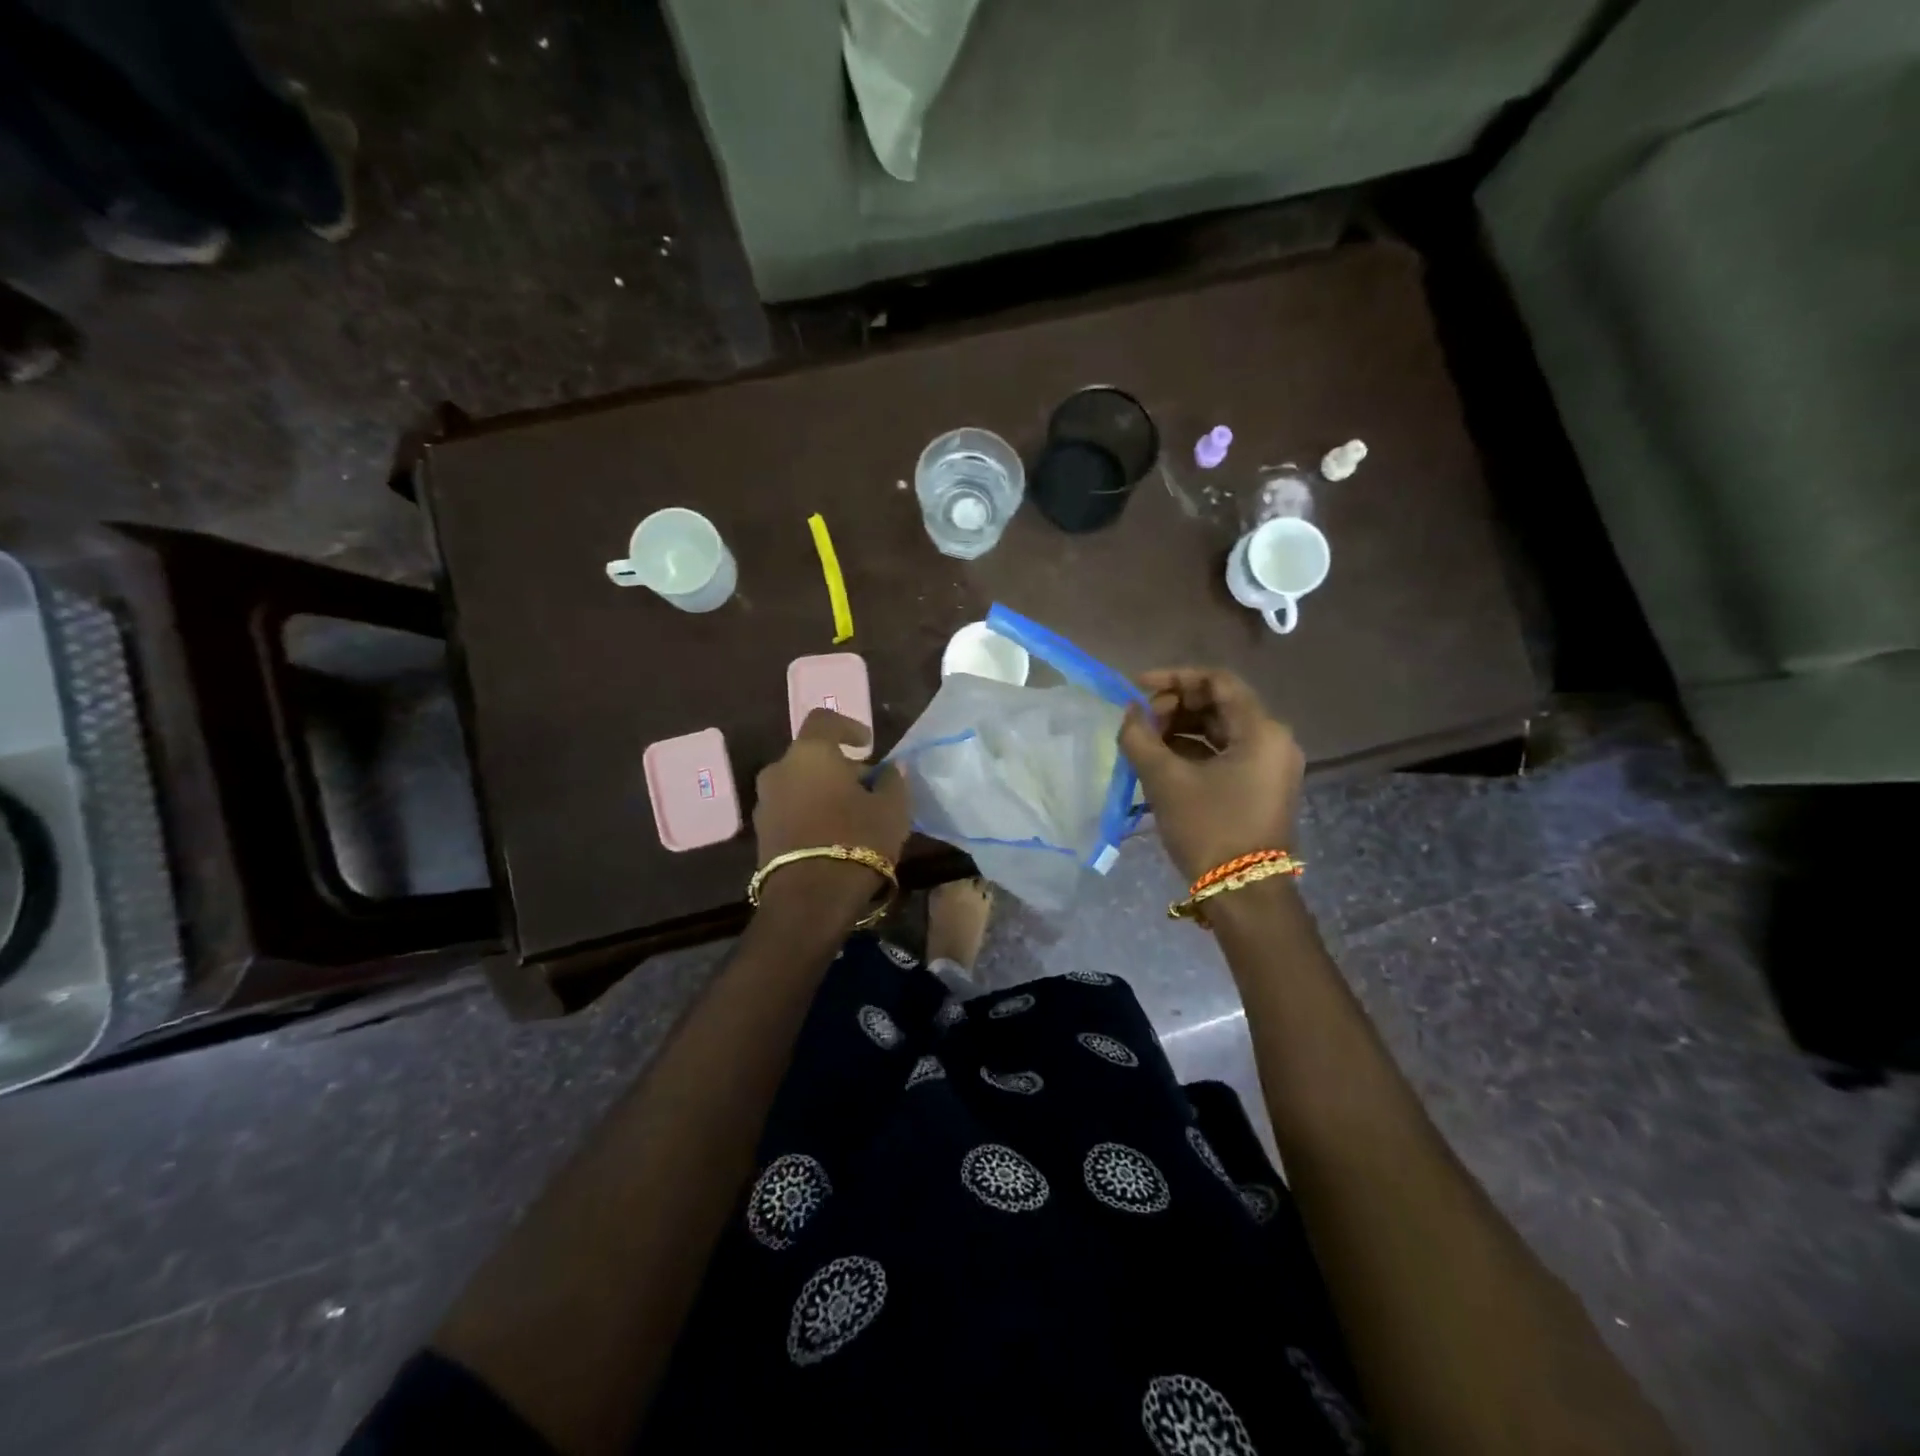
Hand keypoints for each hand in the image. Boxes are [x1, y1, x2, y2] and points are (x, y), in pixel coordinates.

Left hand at [753, 710, 911, 909]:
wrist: (809, 899)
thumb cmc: (857, 839)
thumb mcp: (892, 808)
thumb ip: (893, 780)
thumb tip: (889, 769)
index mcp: (810, 753)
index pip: (824, 720)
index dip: (847, 727)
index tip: (867, 744)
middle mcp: (779, 770)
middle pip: (810, 756)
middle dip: (837, 766)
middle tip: (865, 786)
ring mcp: (764, 803)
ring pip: (797, 785)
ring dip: (820, 792)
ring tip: (849, 814)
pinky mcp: (760, 834)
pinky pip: (788, 811)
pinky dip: (808, 814)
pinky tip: (831, 835)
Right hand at [1118, 667, 1303, 883]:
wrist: (1244, 894)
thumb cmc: (1208, 828)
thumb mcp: (1165, 780)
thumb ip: (1140, 738)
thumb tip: (1130, 713)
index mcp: (1261, 730)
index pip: (1217, 681)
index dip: (1174, 678)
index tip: (1137, 688)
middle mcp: (1274, 740)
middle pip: (1220, 704)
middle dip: (1175, 707)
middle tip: (1140, 722)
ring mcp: (1271, 766)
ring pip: (1221, 730)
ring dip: (1182, 729)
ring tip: (1145, 743)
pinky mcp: (1262, 787)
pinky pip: (1226, 754)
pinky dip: (1194, 752)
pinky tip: (1162, 762)